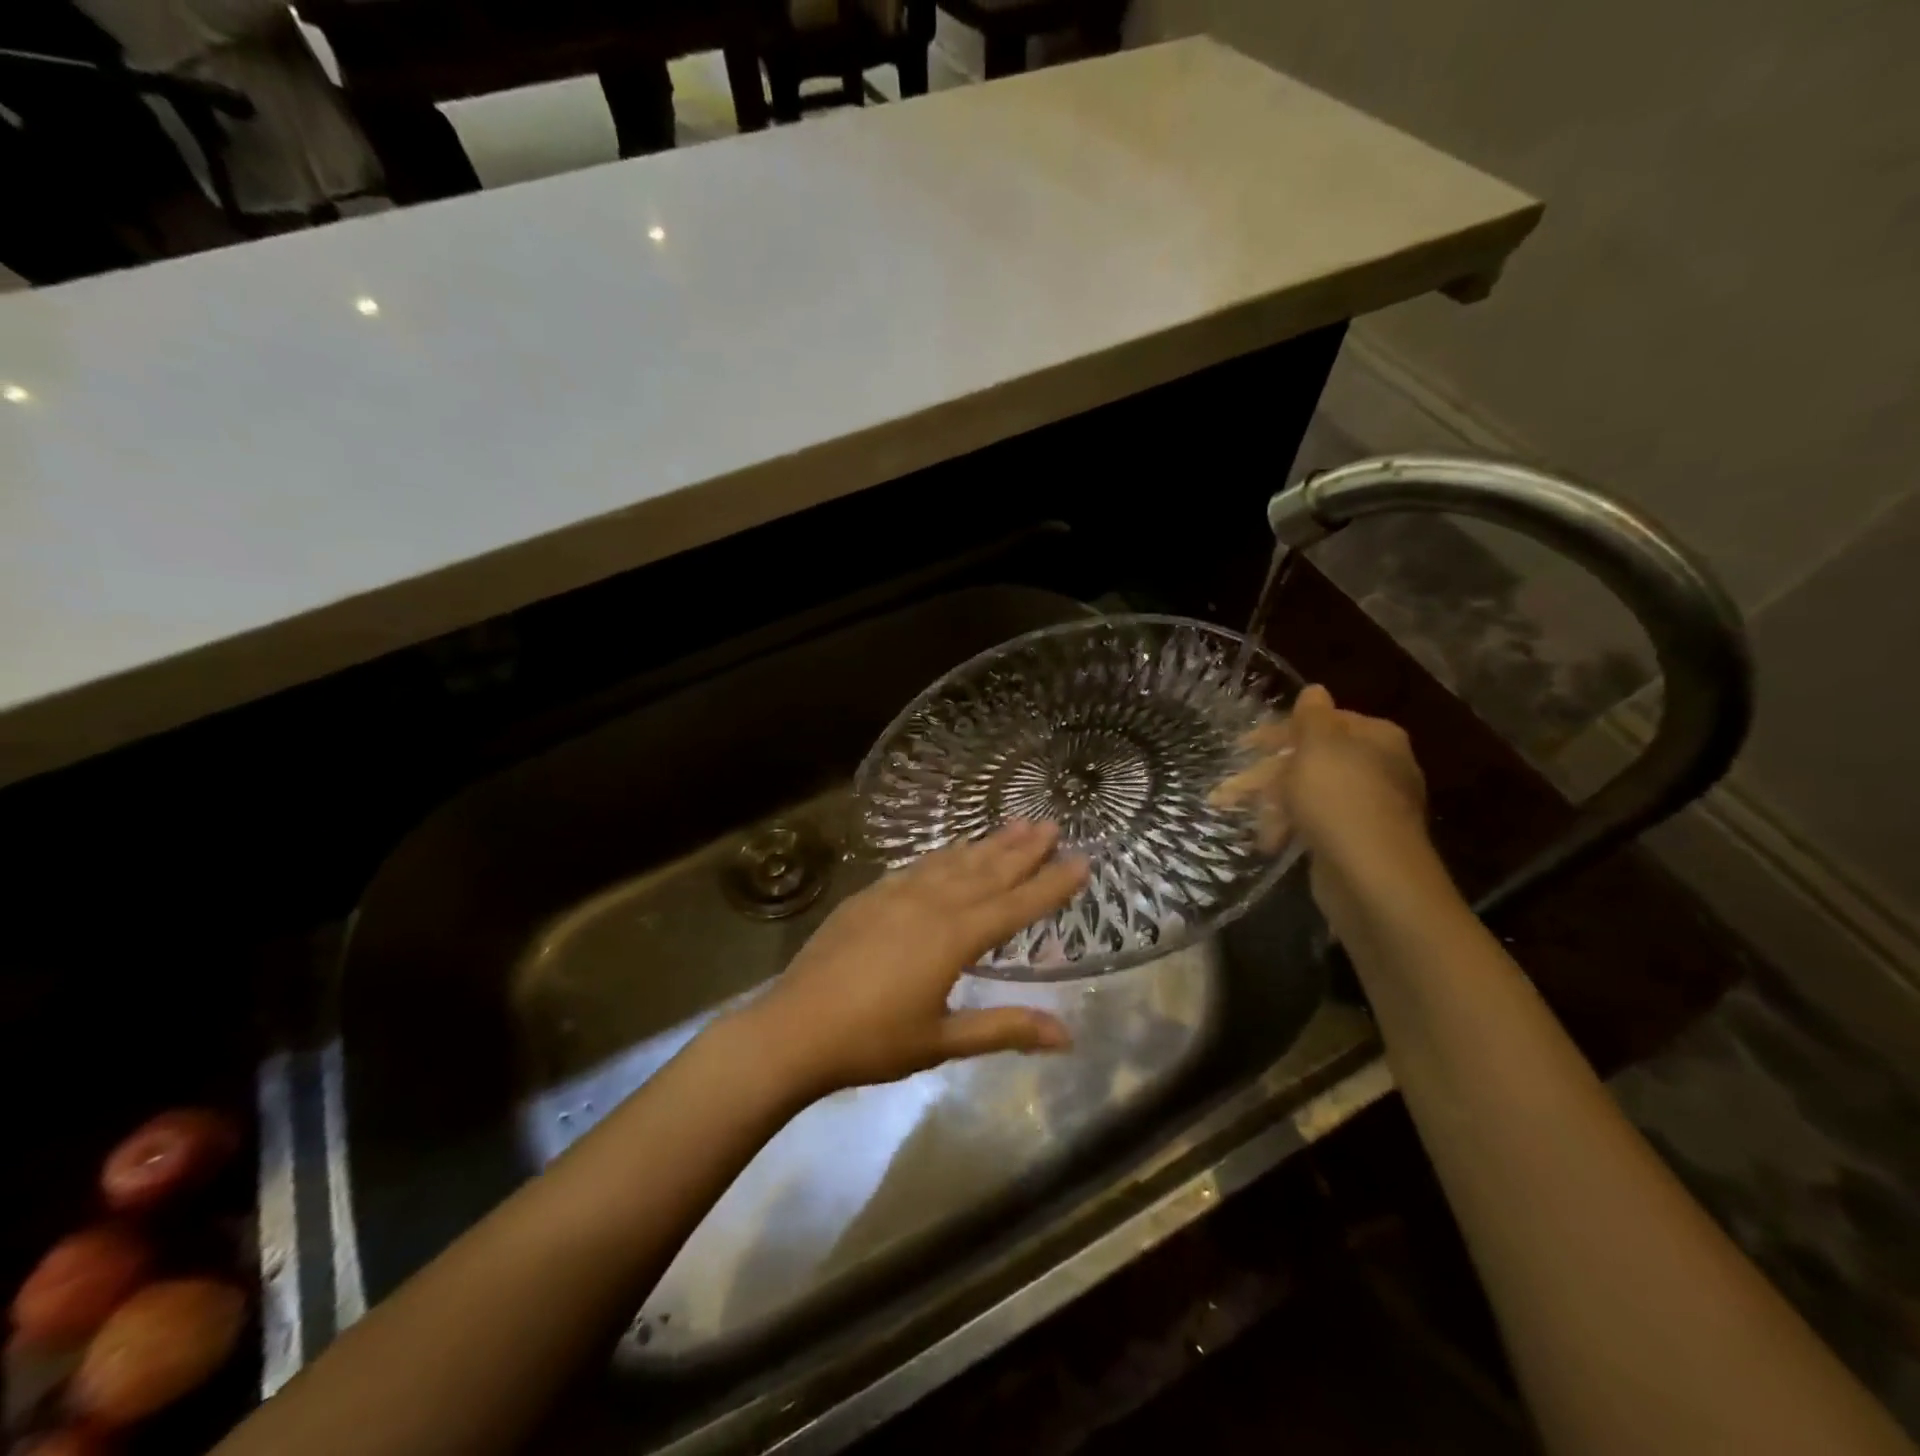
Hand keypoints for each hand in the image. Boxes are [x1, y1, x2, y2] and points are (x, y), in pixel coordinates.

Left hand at [731, 821, 1088, 1097]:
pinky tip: (951, 850)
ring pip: (953, 862)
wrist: (794, 1028)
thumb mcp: (943, 1041)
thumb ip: (1005, 1029)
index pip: (1016, 906)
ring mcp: (897, 895)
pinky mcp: (870, 896)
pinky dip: (943, 855)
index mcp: (954, 938)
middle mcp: (931, 904)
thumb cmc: (873, 1041)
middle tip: (1052, 823)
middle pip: (987, 871)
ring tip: (1015, 824)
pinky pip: (918, 866)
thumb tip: (1067, 1036)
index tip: (1082, 860)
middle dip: (1023, 849)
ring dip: (987, 844)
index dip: (1052, 884)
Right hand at [1212, 684, 1431, 911]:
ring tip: (1234, 818)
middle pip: (1311, 760)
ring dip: (1269, 802)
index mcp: (1375, 738)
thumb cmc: (1339, 799)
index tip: (1245, 745)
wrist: (1371, 876)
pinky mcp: (1354, 841)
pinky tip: (1267, 841)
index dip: (1281, 731)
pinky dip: (1288, 826)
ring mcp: (1368, 807)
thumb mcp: (1319, 747)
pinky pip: (1314, 823)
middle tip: (1228, 788)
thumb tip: (1315, 690)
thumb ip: (1312, 717)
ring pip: (1308, 793)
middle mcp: (1377, 768)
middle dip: (1265, 773)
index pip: (1324, 722)